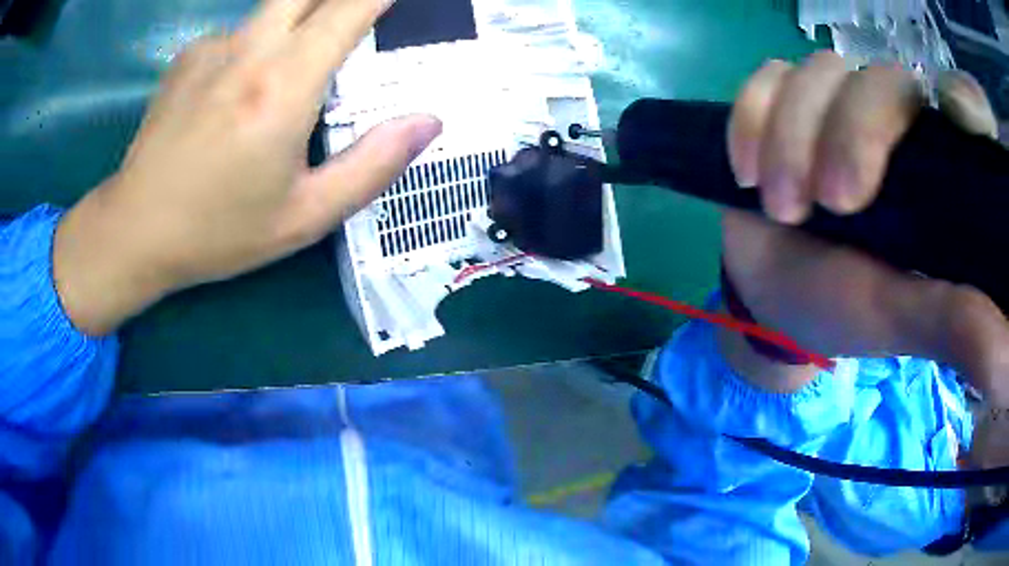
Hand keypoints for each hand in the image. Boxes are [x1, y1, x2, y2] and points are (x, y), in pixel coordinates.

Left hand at [53, 0, 441, 335]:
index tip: (397, 0)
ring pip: (273, 9)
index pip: (350, 7)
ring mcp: (212, 47)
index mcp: (283, 86)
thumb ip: (373, 166)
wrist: (134, 231)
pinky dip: (255, 48)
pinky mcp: (187, 56)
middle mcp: (248, 50)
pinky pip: (239, 33)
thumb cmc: (217, 232)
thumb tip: (428, 121)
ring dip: (297, 23)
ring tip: (287, 81)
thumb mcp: (305, 217)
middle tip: (355, 20)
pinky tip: (237, 95)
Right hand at [720, 51, 1008, 404]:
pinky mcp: (785, 102)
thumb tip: (1002, 359)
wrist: (775, 296)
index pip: (965, 108)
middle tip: (825, 205)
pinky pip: (767, 78)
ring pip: (820, 73)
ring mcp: (836, 105)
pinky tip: (747, 169)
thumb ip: (954, 325)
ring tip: (779, 207)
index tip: (959, 116)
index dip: (966, 100)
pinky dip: (752, 116)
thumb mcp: (902, 322)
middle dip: (850, 135)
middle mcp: (896, 125)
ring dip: (791, 137)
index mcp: (939, 173)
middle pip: (885, 82)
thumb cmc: (846, 312)